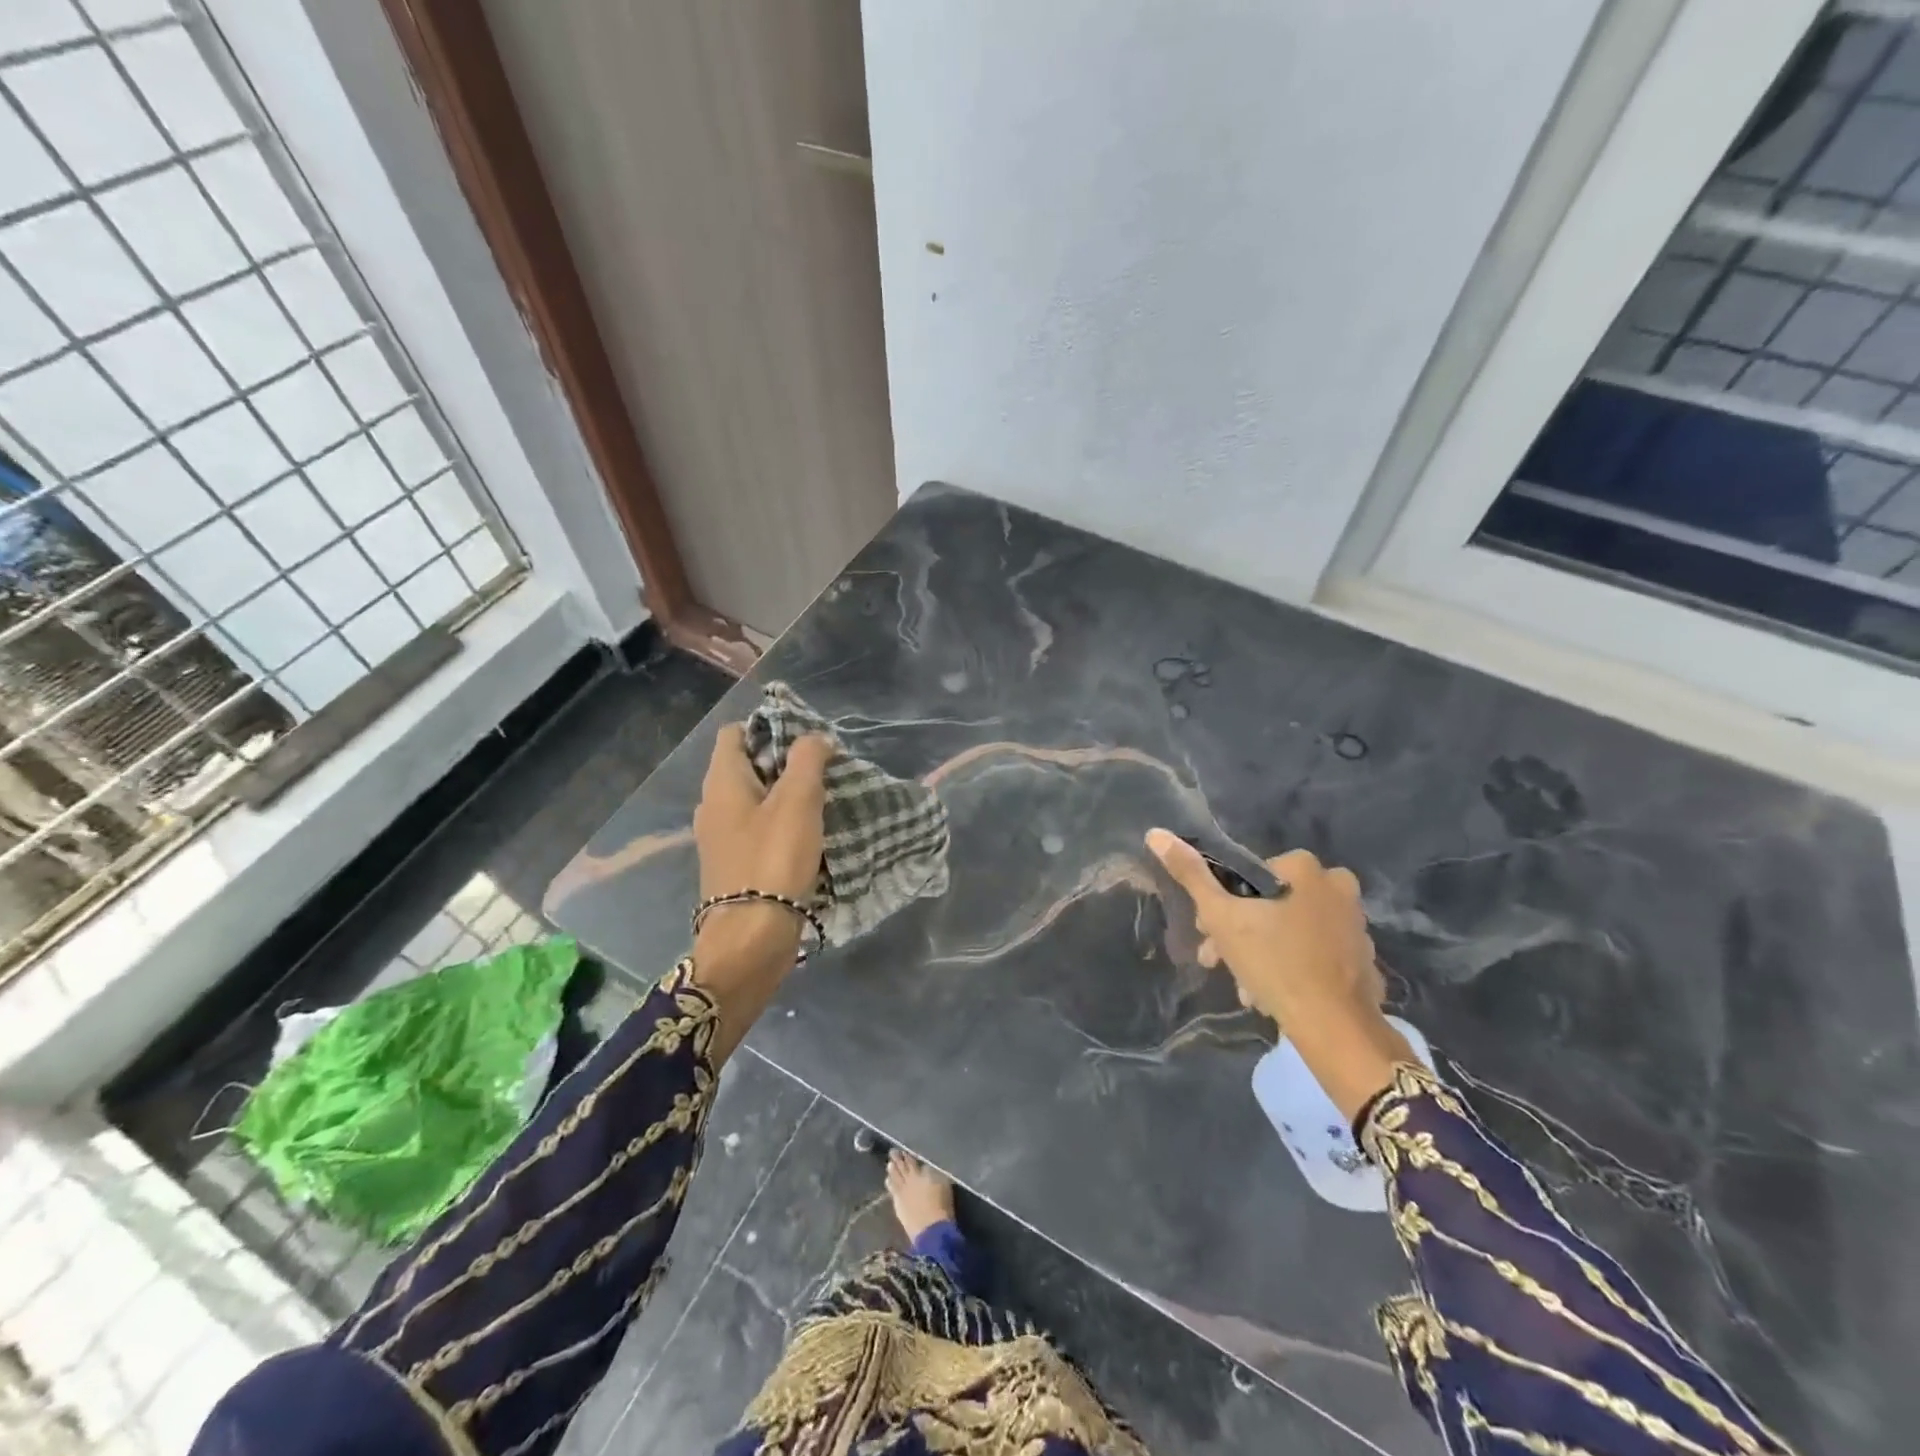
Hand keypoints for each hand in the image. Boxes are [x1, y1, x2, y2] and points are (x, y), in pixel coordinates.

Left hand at [692, 725, 831, 985]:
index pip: (734, 733)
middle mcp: (712, 805)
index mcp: (721, 782)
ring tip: (821, 799)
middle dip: (782, 761)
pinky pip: (756, 828)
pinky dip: (779, 822)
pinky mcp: (733, 864)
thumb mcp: (799, 800)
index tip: (805, 738)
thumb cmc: (773, 858)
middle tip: (821, 768)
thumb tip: (816, 738)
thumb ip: (808, 759)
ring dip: (784, 794)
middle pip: (745, 765)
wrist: (752, 937)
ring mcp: (720, 838)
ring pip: (753, 799)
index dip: (767, 726)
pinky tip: (807, 833)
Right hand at [1145, 830, 1410, 1120]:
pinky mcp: (1364, 958)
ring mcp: (1355, 924)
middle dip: (1240, 933)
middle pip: (1271, 904)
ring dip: (1262, 953)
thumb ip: (1190, 874)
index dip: (1221, 904)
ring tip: (1245, 988)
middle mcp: (1337, 887)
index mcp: (1305, 868)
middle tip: (1220, 962)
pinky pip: (1316, 953)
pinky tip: (1273, 993)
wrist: (1334, 1027)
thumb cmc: (1273, 962)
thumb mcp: (1221, 916)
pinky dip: (1293, 966)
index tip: (1207, 932)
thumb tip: (1156, 833)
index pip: (1249, 876)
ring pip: (1292, 930)